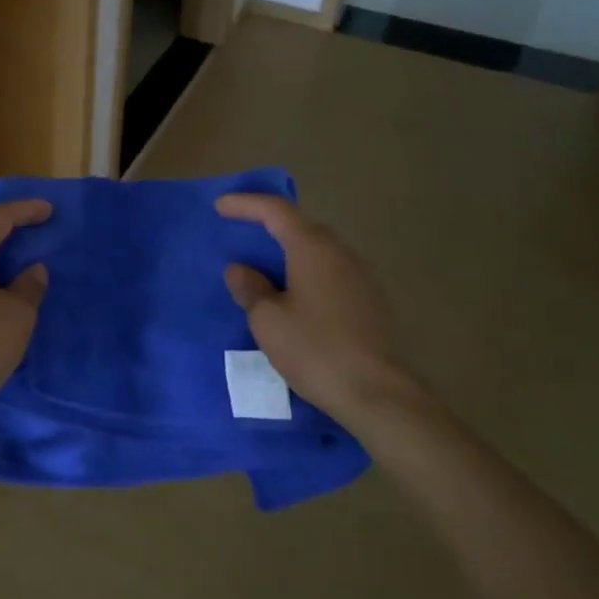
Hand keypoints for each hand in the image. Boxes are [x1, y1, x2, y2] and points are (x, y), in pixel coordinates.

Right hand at [217, 194, 423, 431]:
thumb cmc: (316, 350)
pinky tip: (295, 293)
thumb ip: (251, 288)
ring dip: (289, 250)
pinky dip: (306, 271)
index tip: (220, 206)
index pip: (275, 210)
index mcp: (312, 248)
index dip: (245, 203)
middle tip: (241, 230)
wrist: (378, 395)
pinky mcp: (370, 301)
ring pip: (318, 250)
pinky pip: (330, 272)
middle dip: (269, 224)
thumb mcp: (268, 321)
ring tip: (265, 264)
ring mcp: (360, 276)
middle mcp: (340, 252)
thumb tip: (240, 270)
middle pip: (300, 225)